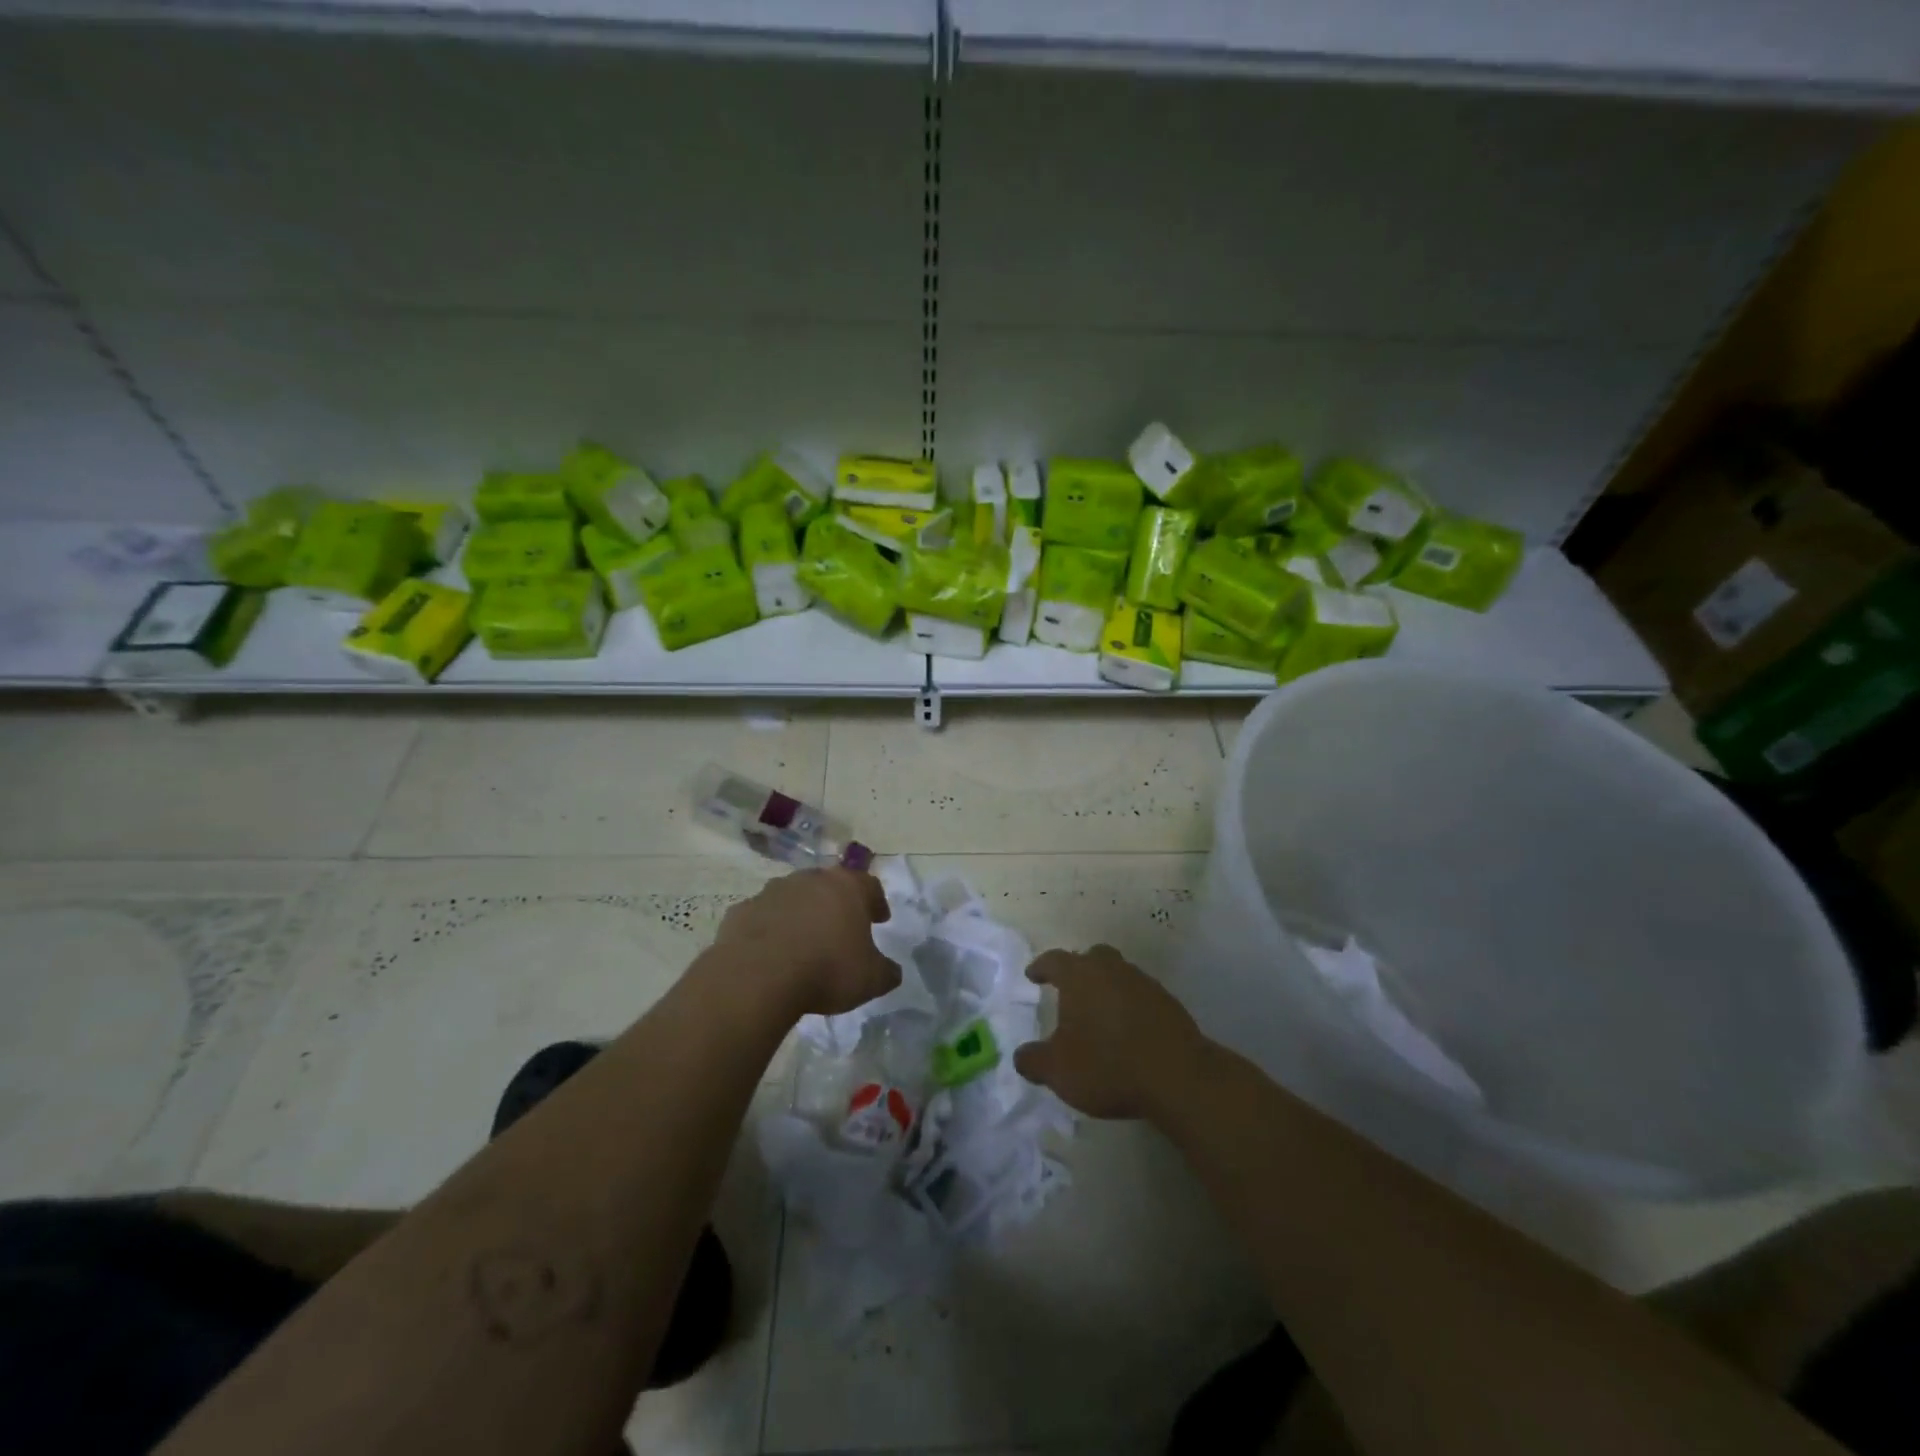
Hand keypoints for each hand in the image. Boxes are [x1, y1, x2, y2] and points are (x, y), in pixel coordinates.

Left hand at [712, 867, 899, 1017]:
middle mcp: (811, 879)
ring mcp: (773, 891)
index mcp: (847, 887)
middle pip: (830, 885)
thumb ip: (887, 971)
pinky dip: (770, 928)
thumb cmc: (826, 970)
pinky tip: (771, 953)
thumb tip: (892, 971)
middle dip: (837, 903)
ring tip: (804, 941)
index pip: (870, 885)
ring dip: (802, 913)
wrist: (757, 976)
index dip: (877, 902)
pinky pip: (763, 916)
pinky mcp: (742, 910)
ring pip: (794, 896)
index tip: (880, 919)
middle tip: (842, 927)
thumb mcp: (871, 979)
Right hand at [1013, 944, 1211, 1119]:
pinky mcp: (1168, 1002)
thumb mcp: (1057, 1071)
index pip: (1054, 960)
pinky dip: (1129, 1006)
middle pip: (1092, 958)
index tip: (1033, 975)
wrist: (1177, 1075)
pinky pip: (1140, 996)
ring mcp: (1143, 983)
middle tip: (1069, 990)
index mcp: (1079, 975)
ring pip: (1118, 974)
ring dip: (1106, 988)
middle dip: (1079, 970)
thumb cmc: (1107, 1065)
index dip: (1041, 967)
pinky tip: (1127, 1030)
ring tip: (1099, 1014)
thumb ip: (1033, 1061)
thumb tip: (1022, 1056)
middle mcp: (1111, 969)